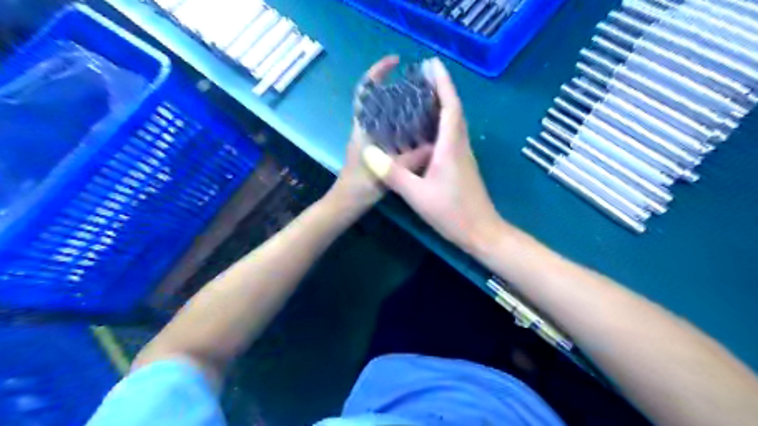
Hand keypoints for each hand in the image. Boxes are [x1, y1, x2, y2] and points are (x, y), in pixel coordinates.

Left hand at [330, 54, 435, 213]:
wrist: (346, 204)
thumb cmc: (359, 187)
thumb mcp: (385, 172)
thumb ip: (409, 160)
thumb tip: (435, 147)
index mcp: (363, 128)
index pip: (365, 92)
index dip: (376, 72)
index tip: (394, 61)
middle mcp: (365, 129)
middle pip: (378, 99)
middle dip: (395, 87)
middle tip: (419, 86)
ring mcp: (370, 140)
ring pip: (385, 115)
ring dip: (401, 106)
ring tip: (424, 104)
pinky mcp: (376, 151)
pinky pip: (391, 131)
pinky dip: (404, 126)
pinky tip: (421, 130)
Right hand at [361, 57, 502, 254]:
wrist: (481, 232)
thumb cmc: (452, 213)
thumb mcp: (418, 195)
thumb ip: (394, 173)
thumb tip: (369, 152)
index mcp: (451, 148)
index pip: (450, 107)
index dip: (442, 84)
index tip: (432, 64)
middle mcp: (461, 147)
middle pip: (455, 110)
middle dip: (441, 89)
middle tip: (422, 76)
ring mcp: (464, 157)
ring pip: (455, 123)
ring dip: (443, 105)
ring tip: (423, 97)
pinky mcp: (463, 166)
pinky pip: (453, 136)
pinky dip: (443, 124)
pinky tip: (429, 130)